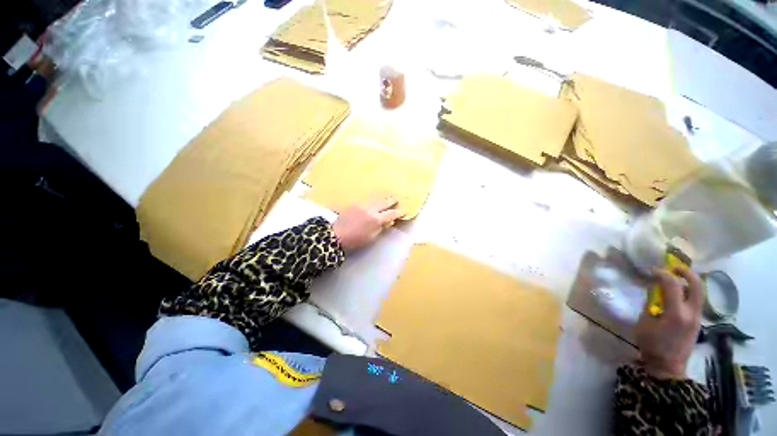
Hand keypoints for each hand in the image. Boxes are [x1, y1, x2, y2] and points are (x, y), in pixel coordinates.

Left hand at [332, 197, 403, 251]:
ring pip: (375, 199)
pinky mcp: (354, 204)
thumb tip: (388, 222)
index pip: (391, 214)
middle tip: (397, 198)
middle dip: (391, 200)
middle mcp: (370, 209)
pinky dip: (372, 200)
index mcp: (376, 219)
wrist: (336, 235)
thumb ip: (381, 228)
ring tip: (387, 197)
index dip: (398, 212)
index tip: (404, 211)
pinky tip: (373, 201)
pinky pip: (366, 200)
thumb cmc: (355, 240)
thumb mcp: (371, 238)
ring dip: (382, 198)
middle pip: (384, 202)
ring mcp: (361, 205)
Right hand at [635, 267, 704, 378]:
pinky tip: (677, 295)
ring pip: (700, 292)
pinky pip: (696, 301)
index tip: (651, 271)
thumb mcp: (644, 323)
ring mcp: (697, 318)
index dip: (661, 273)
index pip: (672, 285)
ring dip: (688, 282)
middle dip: (686, 272)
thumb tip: (653, 292)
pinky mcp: (698, 322)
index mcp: (676, 313)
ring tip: (674, 280)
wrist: (668, 367)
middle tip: (673, 268)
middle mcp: (691, 313)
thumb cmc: (651, 345)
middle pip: (697, 285)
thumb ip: (650, 305)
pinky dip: (688, 293)